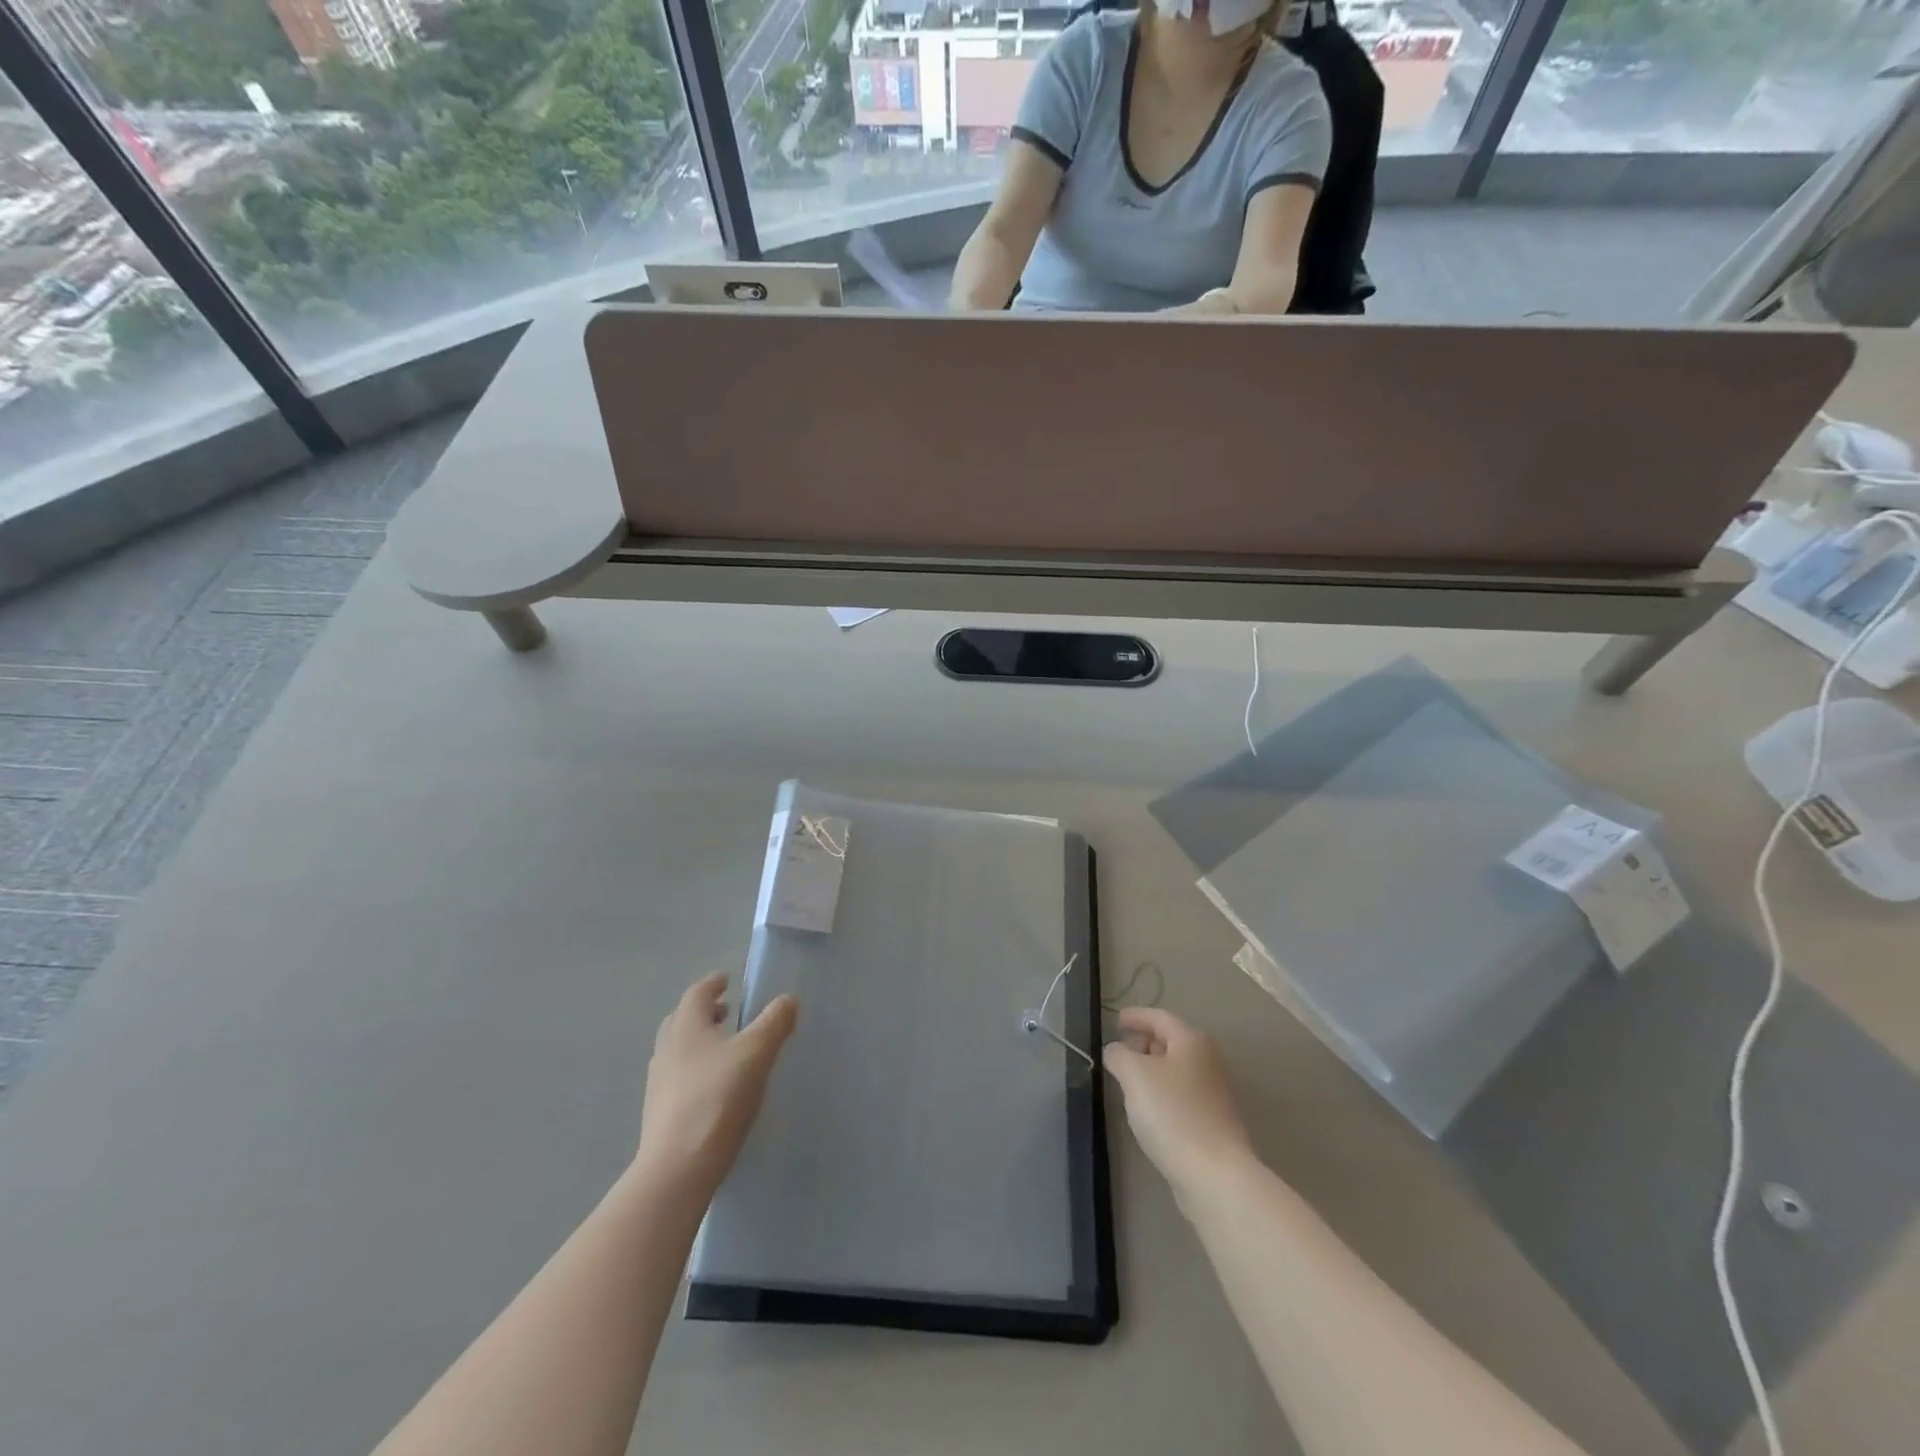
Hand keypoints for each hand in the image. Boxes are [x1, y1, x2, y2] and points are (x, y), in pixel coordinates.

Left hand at [636, 974, 798, 1195]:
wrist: (678, 1168)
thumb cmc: (718, 1098)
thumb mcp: (756, 1053)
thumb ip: (774, 1022)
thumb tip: (788, 999)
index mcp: (686, 1027)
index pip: (697, 993)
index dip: (713, 984)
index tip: (727, 980)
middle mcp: (667, 1049)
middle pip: (682, 1020)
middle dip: (704, 1012)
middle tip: (727, 1011)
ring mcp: (659, 1084)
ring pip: (678, 1050)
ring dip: (700, 1042)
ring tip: (725, 1050)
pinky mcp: (660, 1114)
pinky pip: (678, 1078)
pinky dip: (696, 1070)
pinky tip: (715, 1087)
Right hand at [1103, 1007, 1254, 1200]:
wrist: (1215, 1175)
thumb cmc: (1172, 1113)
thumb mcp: (1134, 1074)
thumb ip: (1118, 1054)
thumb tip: (1116, 1050)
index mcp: (1192, 1041)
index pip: (1159, 1017)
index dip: (1135, 1016)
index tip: (1115, 1021)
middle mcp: (1209, 1061)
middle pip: (1172, 1041)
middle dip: (1144, 1043)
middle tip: (1119, 1052)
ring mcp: (1215, 1093)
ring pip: (1177, 1070)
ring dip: (1152, 1070)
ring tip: (1128, 1081)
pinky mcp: (1214, 1122)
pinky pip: (1182, 1095)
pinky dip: (1163, 1093)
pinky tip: (1148, 1110)